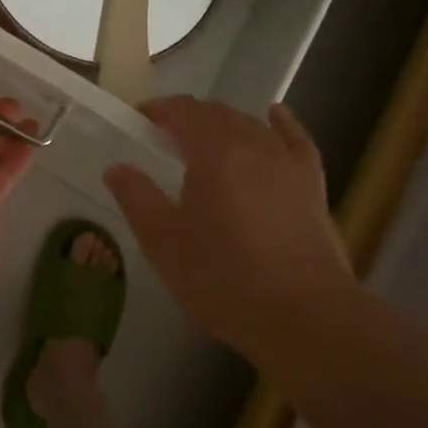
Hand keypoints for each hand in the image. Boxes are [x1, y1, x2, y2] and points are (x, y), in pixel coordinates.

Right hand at [103, 96, 351, 360]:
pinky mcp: (311, 185)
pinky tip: (274, 115)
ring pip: (250, 125)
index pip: (183, 111)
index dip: (159, 110)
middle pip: (216, 113)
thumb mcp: (164, 244)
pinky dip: (282, 123)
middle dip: (188, 116)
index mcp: (212, 151)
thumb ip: (137, 198)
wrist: (305, 317)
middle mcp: (252, 144)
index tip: (139, 120)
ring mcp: (286, 162)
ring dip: (224, 123)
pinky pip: (295, 140)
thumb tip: (116, 167)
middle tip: (165, 136)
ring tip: (206, 138)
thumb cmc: (224, 278)